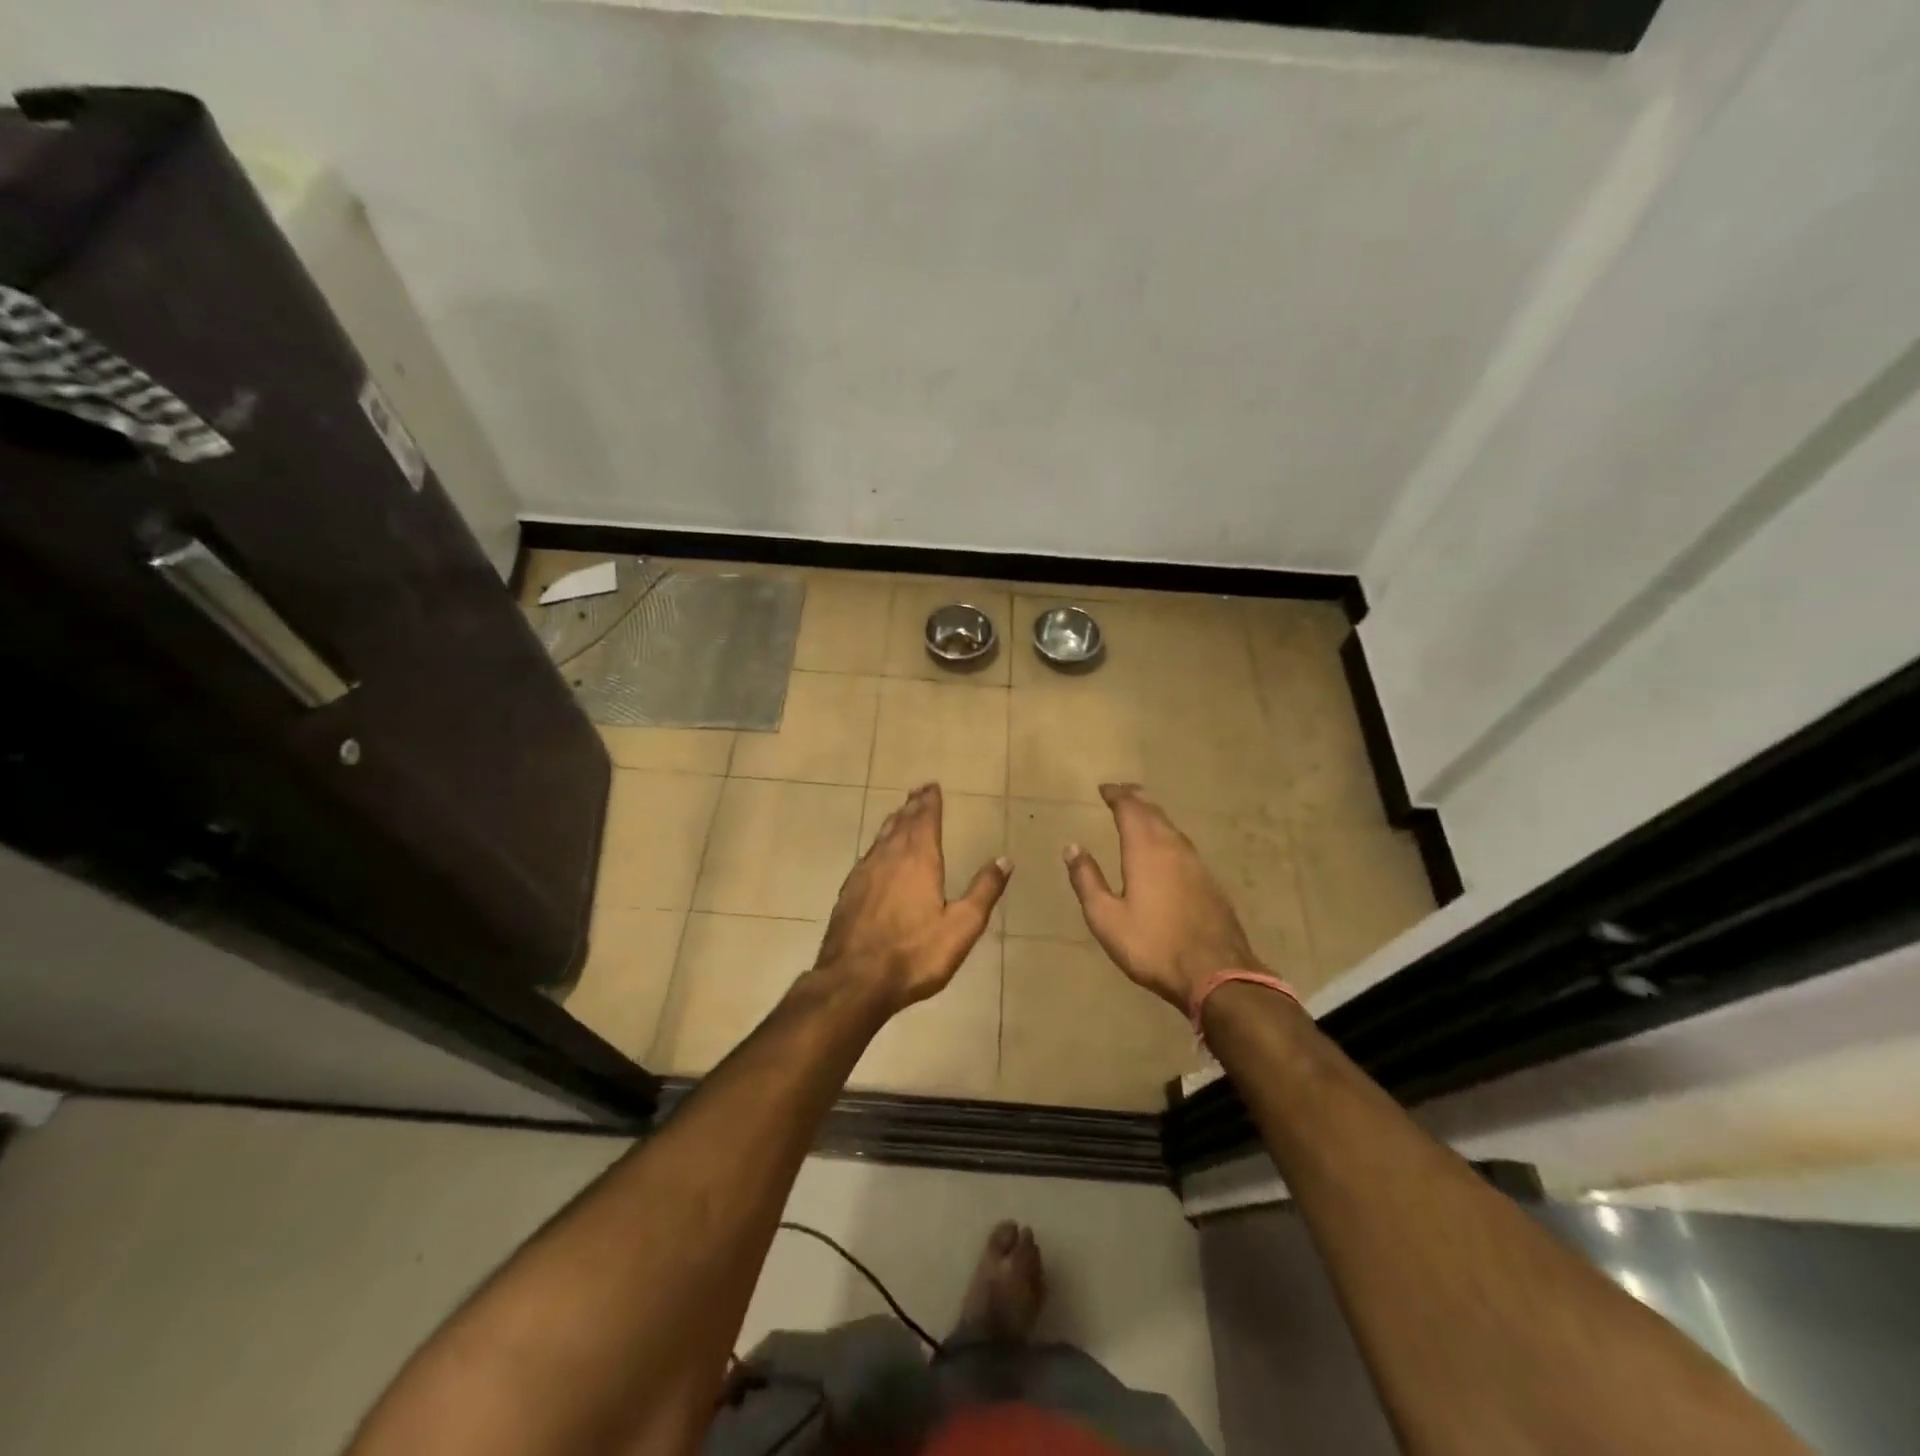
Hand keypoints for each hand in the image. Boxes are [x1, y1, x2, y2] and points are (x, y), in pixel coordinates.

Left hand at [814, 784, 1010, 1015]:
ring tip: (899, 813)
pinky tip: (876, 854)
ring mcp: (864, 874)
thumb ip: (983, 891)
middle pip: (901, 824)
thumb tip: (1004, 859)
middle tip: (917, 791)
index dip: (930, 803)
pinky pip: (867, 856)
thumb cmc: (915, 954)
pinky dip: (877, 845)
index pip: (925, 821)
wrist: (854, 981)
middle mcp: (889, 858)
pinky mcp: (848, 893)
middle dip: (912, 806)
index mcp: (919, 860)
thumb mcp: (962, 926)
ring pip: (881, 838)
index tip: (931, 786)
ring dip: (893, 822)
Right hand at [1064, 783, 1261, 1012]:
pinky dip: (1168, 836)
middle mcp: (1173, 848)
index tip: (1104, 789)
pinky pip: (1184, 846)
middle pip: (1154, 812)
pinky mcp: (1210, 882)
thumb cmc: (1152, 945)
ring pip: (1172, 828)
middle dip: (1136, 799)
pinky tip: (1166, 849)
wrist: (1216, 973)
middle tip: (1121, 793)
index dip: (1116, 795)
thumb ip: (1087, 880)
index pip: (1130, 809)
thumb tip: (1072, 847)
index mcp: (1145, 850)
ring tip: (1142, 814)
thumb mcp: (1106, 918)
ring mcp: (1196, 864)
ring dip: (1154, 816)